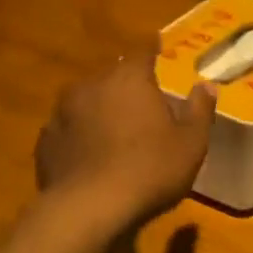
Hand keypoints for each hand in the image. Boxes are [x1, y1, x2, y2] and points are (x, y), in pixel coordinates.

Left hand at [35, 52, 216, 227]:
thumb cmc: (150, 170)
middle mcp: (91, 86)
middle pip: (112, 76)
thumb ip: (199, 110)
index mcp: (129, 80)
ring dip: (99, 110)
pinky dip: (79, 137)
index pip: (142, 52)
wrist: (88, 209)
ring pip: (86, 102)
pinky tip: (89, 157)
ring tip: (113, 131)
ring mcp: (62, 114)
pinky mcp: (45, 143)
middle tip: (141, 100)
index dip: (151, 47)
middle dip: (126, 85)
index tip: (156, 42)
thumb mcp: (191, 143)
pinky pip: (68, 131)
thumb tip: (206, 85)